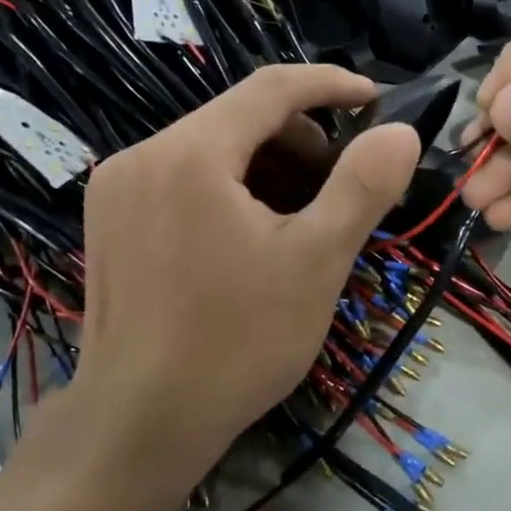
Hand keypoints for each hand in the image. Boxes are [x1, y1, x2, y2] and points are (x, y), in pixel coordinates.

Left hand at [64, 65, 420, 486]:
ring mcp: (117, 188)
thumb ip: (362, 187)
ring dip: (268, 168)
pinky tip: (255, 237)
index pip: (271, 87)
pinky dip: (231, 189)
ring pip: (212, 149)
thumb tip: (401, 133)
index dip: (330, 86)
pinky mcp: (110, 221)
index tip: (375, 100)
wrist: (139, 425)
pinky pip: (183, 178)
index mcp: (190, 153)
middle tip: (344, 187)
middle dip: (301, 141)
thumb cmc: (237, 342)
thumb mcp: (316, 261)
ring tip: (304, 219)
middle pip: (239, 118)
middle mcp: (142, 155)